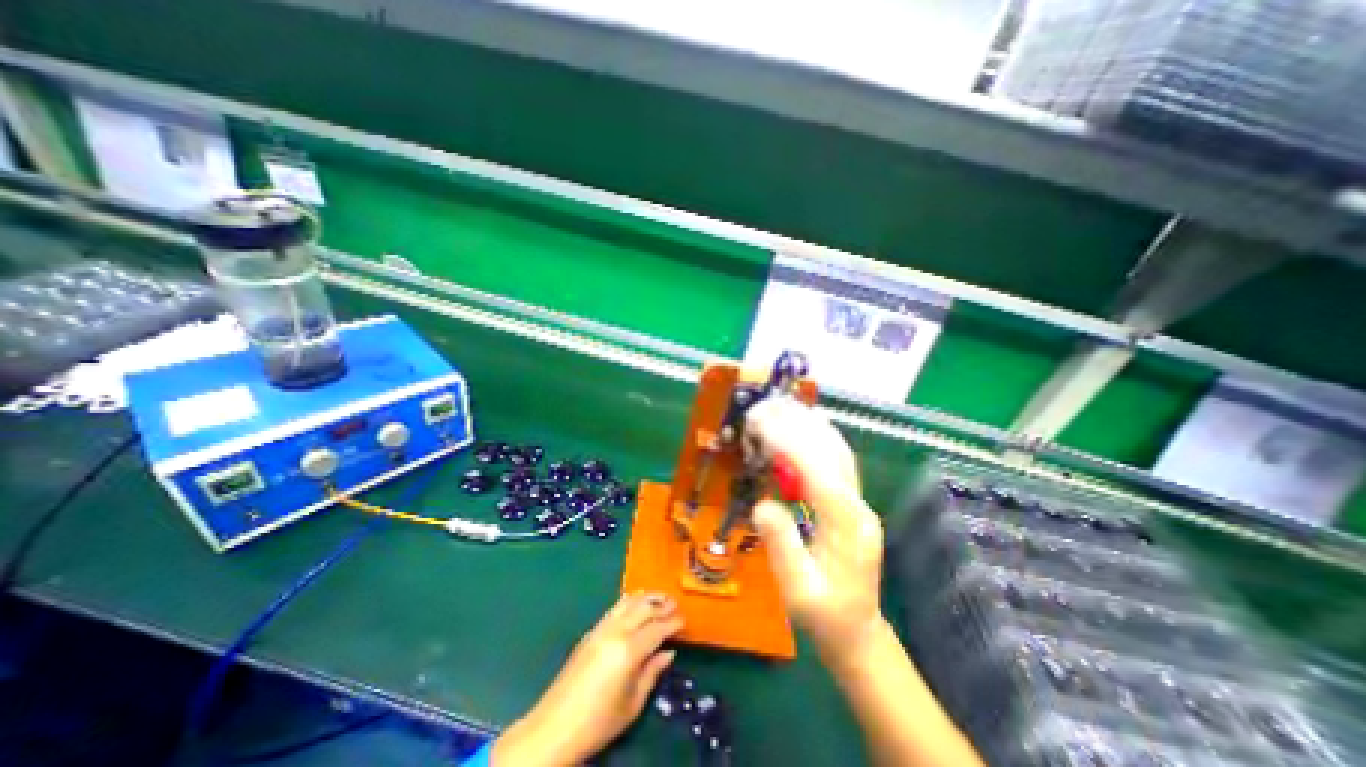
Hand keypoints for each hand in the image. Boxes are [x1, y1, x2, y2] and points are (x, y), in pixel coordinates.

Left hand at [493, 589, 681, 764]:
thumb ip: (652, 673)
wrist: (554, 728)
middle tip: (676, 604)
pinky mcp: (592, 631)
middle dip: (662, 604)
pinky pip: (616, 607)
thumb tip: (669, 652)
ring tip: (660, 597)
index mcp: (629, 650)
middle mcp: (616, 631)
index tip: (685, 620)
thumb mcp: (633, 704)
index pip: (657, 628)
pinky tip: (636, 603)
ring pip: (629, 602)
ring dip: (646, 597)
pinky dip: (630, 601)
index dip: (673, 622)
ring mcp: (602, 628)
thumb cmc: (598, 723)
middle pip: (644, 608)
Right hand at [741, 400, 880, 660]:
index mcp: (846, 526)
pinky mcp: (850, 502)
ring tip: (781, 407)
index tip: (761, 424)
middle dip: (797, 426)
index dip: (788, 444)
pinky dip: (818, 438)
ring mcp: (857, 501)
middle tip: (765, 407)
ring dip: (808, 426)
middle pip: (830, 453)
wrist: (856, 631)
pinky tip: (804, 425)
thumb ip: (782, 547)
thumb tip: (763, 505)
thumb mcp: (798, 592)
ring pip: (836, 452)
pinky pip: (835, 461)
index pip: (817, 473)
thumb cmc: (824, 616)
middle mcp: (857, 505)